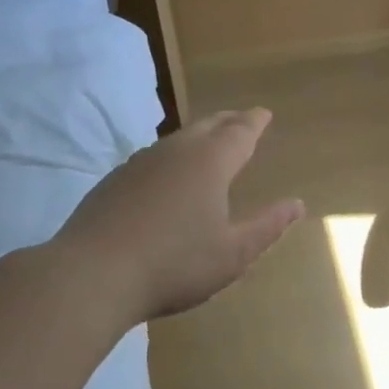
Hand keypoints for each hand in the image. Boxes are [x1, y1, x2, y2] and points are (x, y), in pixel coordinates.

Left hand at [51, 109, 303, 322]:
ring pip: (177, 139)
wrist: (91, 275)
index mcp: (210, 162)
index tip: (264, 113)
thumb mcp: (233, 254)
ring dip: (198, 136)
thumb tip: (297, 204)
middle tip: (241, 120)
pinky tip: (167, 175)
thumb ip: (267, 226)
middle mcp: (176, 151)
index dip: (255, 122)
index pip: (240, 132)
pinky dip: (171, 156)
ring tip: (208, 143)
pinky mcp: (114, 180)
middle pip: (207, 125)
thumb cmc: (174, 264)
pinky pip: (154, 157)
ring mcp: (140, 163)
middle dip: (228, 121)